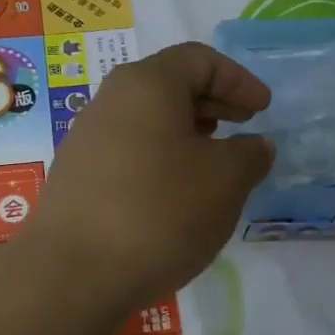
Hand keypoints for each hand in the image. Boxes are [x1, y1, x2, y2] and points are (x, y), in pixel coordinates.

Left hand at [20, 42, 273, 310]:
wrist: (72, 274)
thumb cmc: (160, 212)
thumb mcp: (226, 181)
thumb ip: (250, 154)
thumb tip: (255, 146)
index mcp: (147, 84)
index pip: (200, 59)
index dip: (238, 80)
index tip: (263, 110)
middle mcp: (110, 100)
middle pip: (170, 85)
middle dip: (213, 103)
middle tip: (243, 129)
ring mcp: (87, 138)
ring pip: (148, 120)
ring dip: (187, 134)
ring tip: (214, 164)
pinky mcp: (77, 176)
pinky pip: (129, 150)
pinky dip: (161, 159)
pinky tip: (175, 195)